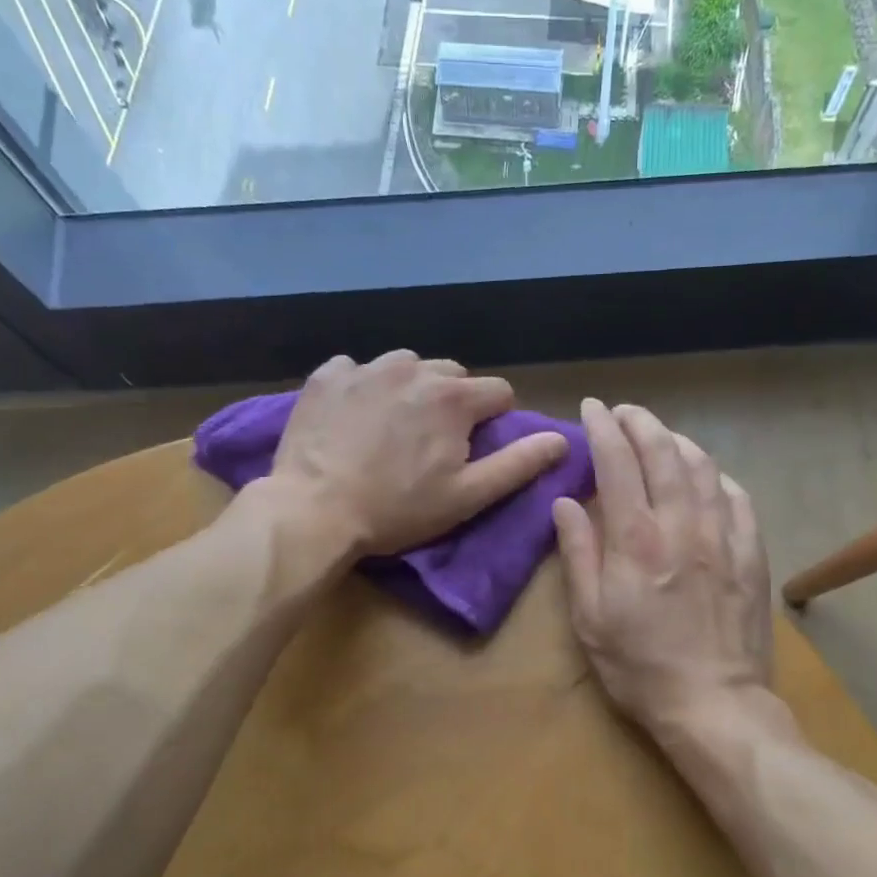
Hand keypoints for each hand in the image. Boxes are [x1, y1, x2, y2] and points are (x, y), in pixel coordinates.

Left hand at [271, 352, 568, 557]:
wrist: (314, 510)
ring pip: (407, 366)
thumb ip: (518, 464)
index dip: (495, 419)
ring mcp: (366, 367)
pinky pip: (357, 368)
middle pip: (453, 375)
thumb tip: (563, 439)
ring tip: (393, 426)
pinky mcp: (327, 375)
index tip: (476, 446)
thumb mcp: (467, 496)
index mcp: (454, 397)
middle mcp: (414, 369)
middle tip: (433, 441)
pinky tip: (354, 416)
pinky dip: (363, 386)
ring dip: (410, 389)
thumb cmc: (397, 509)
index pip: (498, 392)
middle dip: (453, 402)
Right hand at [552, 400, 772, 742]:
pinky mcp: (752, 554)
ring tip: (661, 436)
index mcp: (636, 539)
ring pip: (703, 467)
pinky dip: (716, 476)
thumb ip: (578, 553)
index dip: (603, 428)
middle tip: (625, 412)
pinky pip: (737, 497)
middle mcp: (681, 524)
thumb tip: (566, 502)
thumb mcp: (589, 617)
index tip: (592, 408)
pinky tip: (706, 477)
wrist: (713, 703)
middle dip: (641, 422)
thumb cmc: (639, 665)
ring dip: (679, 441)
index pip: (617, 462)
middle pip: (663, 452)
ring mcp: (723, 536)